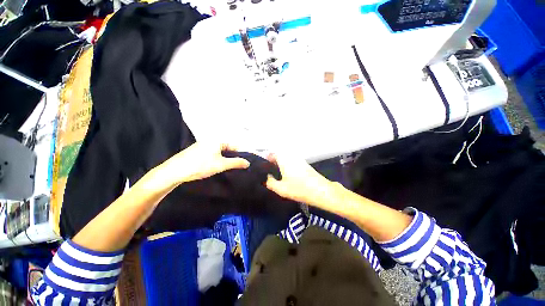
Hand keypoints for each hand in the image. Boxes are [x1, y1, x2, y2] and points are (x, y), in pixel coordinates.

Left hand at [160, 142, 249, 184]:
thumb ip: (236, 163)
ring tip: (226, 168)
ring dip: (224, 159)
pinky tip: (215, 167)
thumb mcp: (221, 165)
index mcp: (218, 140)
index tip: (243, 163)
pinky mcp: (198, 151)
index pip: (234, 146)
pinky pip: (212, 154)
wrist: (175, 171)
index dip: (240, 154)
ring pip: (220, 152)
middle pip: (227, 148)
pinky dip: (216, 160)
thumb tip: (247, 163)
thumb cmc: (200, 165)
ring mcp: (203, 145)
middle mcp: (211, 140)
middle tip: (235, 167)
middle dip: (232, 157)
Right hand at [265, 153, 336, 207]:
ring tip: (274, 173)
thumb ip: (270, 183)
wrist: (321, 190)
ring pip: (284, 158)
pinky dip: (285, 164)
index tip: (260, 165)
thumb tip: (265, 178)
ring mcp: (298, 159)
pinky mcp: (303, 163)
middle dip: (271, 161)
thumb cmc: (299, 189)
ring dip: (278, 163)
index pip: (271, 153)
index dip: (265, 158)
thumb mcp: (281, 189)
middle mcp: (291, 156)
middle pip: (278, 155)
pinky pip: (290, 161)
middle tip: (266, 170)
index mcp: (284, 159)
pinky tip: (285, 174)